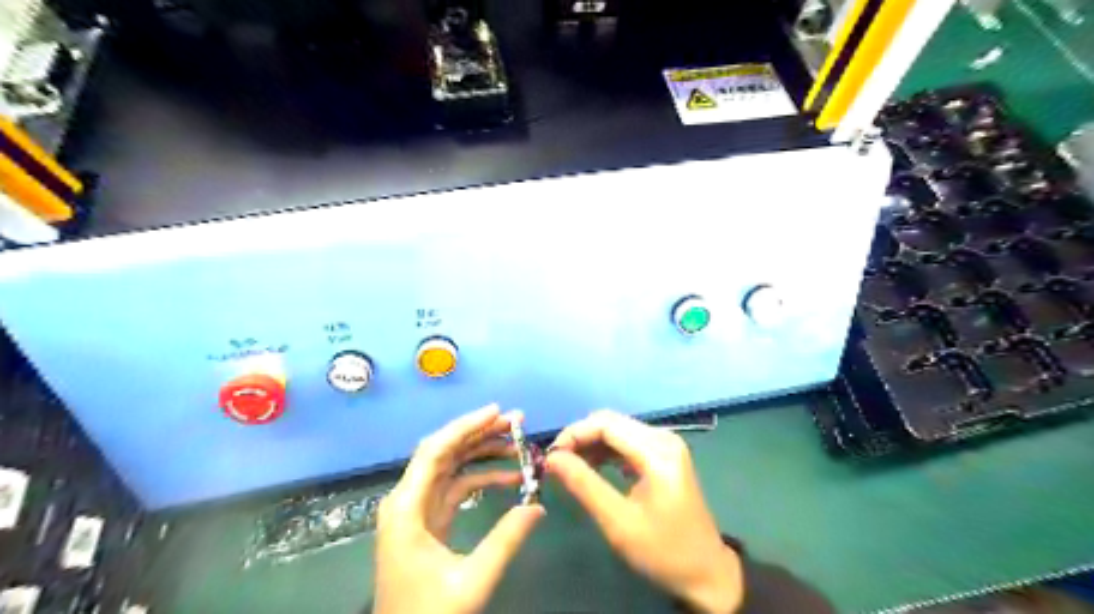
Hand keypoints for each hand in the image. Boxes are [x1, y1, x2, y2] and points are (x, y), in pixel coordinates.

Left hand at [376, 404, 547, 612]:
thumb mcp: (471, 580)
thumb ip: (506, 540)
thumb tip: (538, 506)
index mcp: (407, 507)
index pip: (436, 450)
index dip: (466, 426)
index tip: (498, 411)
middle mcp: (408, 499)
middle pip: (445, 452)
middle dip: (480, 433)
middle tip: (517, 422)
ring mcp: (417, 509)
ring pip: (452, 466)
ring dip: (483, 453)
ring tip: (518, 444)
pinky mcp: (428, 520)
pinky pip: (456, 487)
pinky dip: (481, 478)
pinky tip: (509, 477)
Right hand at [547, 411, 742, 613]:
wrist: (706, 571)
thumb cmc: (663, 550)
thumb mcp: (619, 522)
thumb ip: (584, 485)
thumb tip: (552, 459)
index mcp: (657, 451)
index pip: (606, 424)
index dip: (574, 434)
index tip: (550, 457)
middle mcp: (662, 438)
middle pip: (611, 422)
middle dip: (580, 438)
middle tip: (556, 463)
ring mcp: (665, 444)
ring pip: (617, 429)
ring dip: (590, 444)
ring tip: (568, 467)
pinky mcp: (663, 454)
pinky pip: (626, 441)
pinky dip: (605, 451)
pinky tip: (590, 468)